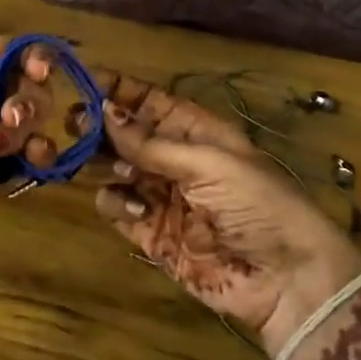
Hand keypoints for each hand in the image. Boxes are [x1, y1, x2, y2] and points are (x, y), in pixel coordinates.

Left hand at [0, 0, 62, 257]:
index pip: (13, 53)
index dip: (34, 58)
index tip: (40, 70)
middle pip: (29, 89)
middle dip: (28, 101)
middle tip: (8, 116)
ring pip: (33, 125)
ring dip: (25, 132)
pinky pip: (31, 162)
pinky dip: (39, 158)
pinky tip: (30, 162)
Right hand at [91, 75, 360, 358]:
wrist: (286, 281)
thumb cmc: (257, 205)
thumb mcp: (209, 163)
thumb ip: (152, 143)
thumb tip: (104, 110)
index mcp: (196, 131)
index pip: (149, 101)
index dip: (119, 89)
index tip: (82, 78)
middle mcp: (173, 159)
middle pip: (124, 134)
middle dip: (100, 125)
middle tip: (75, 122)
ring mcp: (160, 196)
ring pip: (113, 168)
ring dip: (105, 163)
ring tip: (116, 168)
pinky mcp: (150, 233)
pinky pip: (116, 208)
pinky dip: (116, 203)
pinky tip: (138, 209)